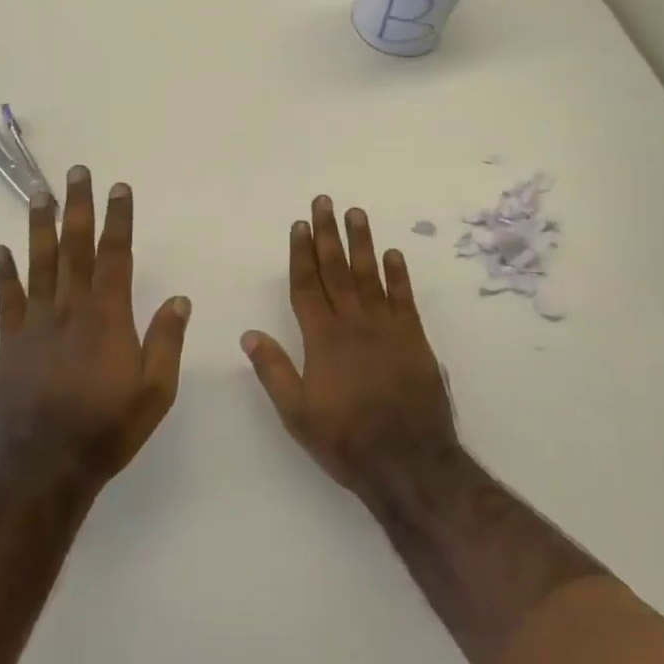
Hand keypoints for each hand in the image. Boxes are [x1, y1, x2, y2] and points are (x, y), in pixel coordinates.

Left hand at [0, 166, 189, 489]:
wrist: (42, 467)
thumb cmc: (106, 429)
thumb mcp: (155, 392)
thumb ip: (166, 342)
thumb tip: (180, 299)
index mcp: (108, 317)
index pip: (115, 256)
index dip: (119, 220)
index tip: (119, 188)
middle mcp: (70, 310)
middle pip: (75, 248)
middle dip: (78, 207)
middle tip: (77, 172)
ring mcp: (36, 324)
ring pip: (39, 264)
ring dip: (40, 226)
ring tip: (39, 194)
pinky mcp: (10, 343)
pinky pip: (7, 300)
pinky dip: (3, 274)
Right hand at [243, 195, 458, 498]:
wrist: (409, 462)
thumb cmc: (346, 440)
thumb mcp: (297, 414)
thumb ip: (273, 371)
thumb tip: (249, 333)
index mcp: (322, 339)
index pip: (307, 285)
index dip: (301, 253)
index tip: (299, 225)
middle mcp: (354, 324)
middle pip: (337, 269)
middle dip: (328, 234)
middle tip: (325, 201)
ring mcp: (387, 328)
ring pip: (370, 275)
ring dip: (362, 242)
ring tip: (356, 213)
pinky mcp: (414, 338)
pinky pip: (404, 298)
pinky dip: (398, 274)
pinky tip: (393, 253)